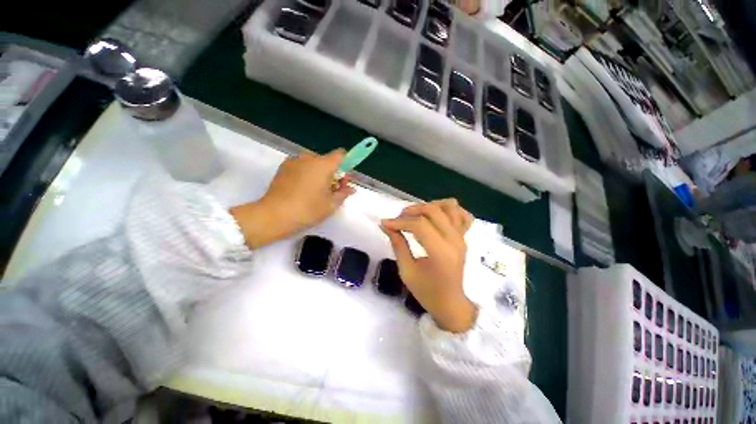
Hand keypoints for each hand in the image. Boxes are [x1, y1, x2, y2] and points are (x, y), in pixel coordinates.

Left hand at [230, 150, 354, 247]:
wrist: (274, 215)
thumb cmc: (308, 210)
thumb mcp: (331, 204)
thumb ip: (343, 193)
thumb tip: (351, 188)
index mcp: (323, 164)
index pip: (341, 155)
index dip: (346, 164)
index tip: (343, 179)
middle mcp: (308, 158)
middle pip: (327, 160)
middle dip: (332, 172)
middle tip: (330, 190)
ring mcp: (293, 161)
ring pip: (313, 164)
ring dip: (318, 174)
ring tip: (314, 192)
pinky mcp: (282, 168)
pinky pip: (301, 167)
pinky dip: (306, 174)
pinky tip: (302, 190)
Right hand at [381, 199, 475, 332]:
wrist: (451, 303)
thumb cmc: (427, 292)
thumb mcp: (406, 271)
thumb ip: (397, 245)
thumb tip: (385, 225)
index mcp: (441, 253)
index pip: (419, 225)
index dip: (400, 222)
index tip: (385, 224)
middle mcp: (454, 240)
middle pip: (433, 211)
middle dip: (412, 210)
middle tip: (398, 219)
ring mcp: (462, 237)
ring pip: (449, 206)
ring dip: (430, 206)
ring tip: (416, 215)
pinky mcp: (465, 237)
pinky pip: (463, 215)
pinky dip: (450, 210)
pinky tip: (437, 216)